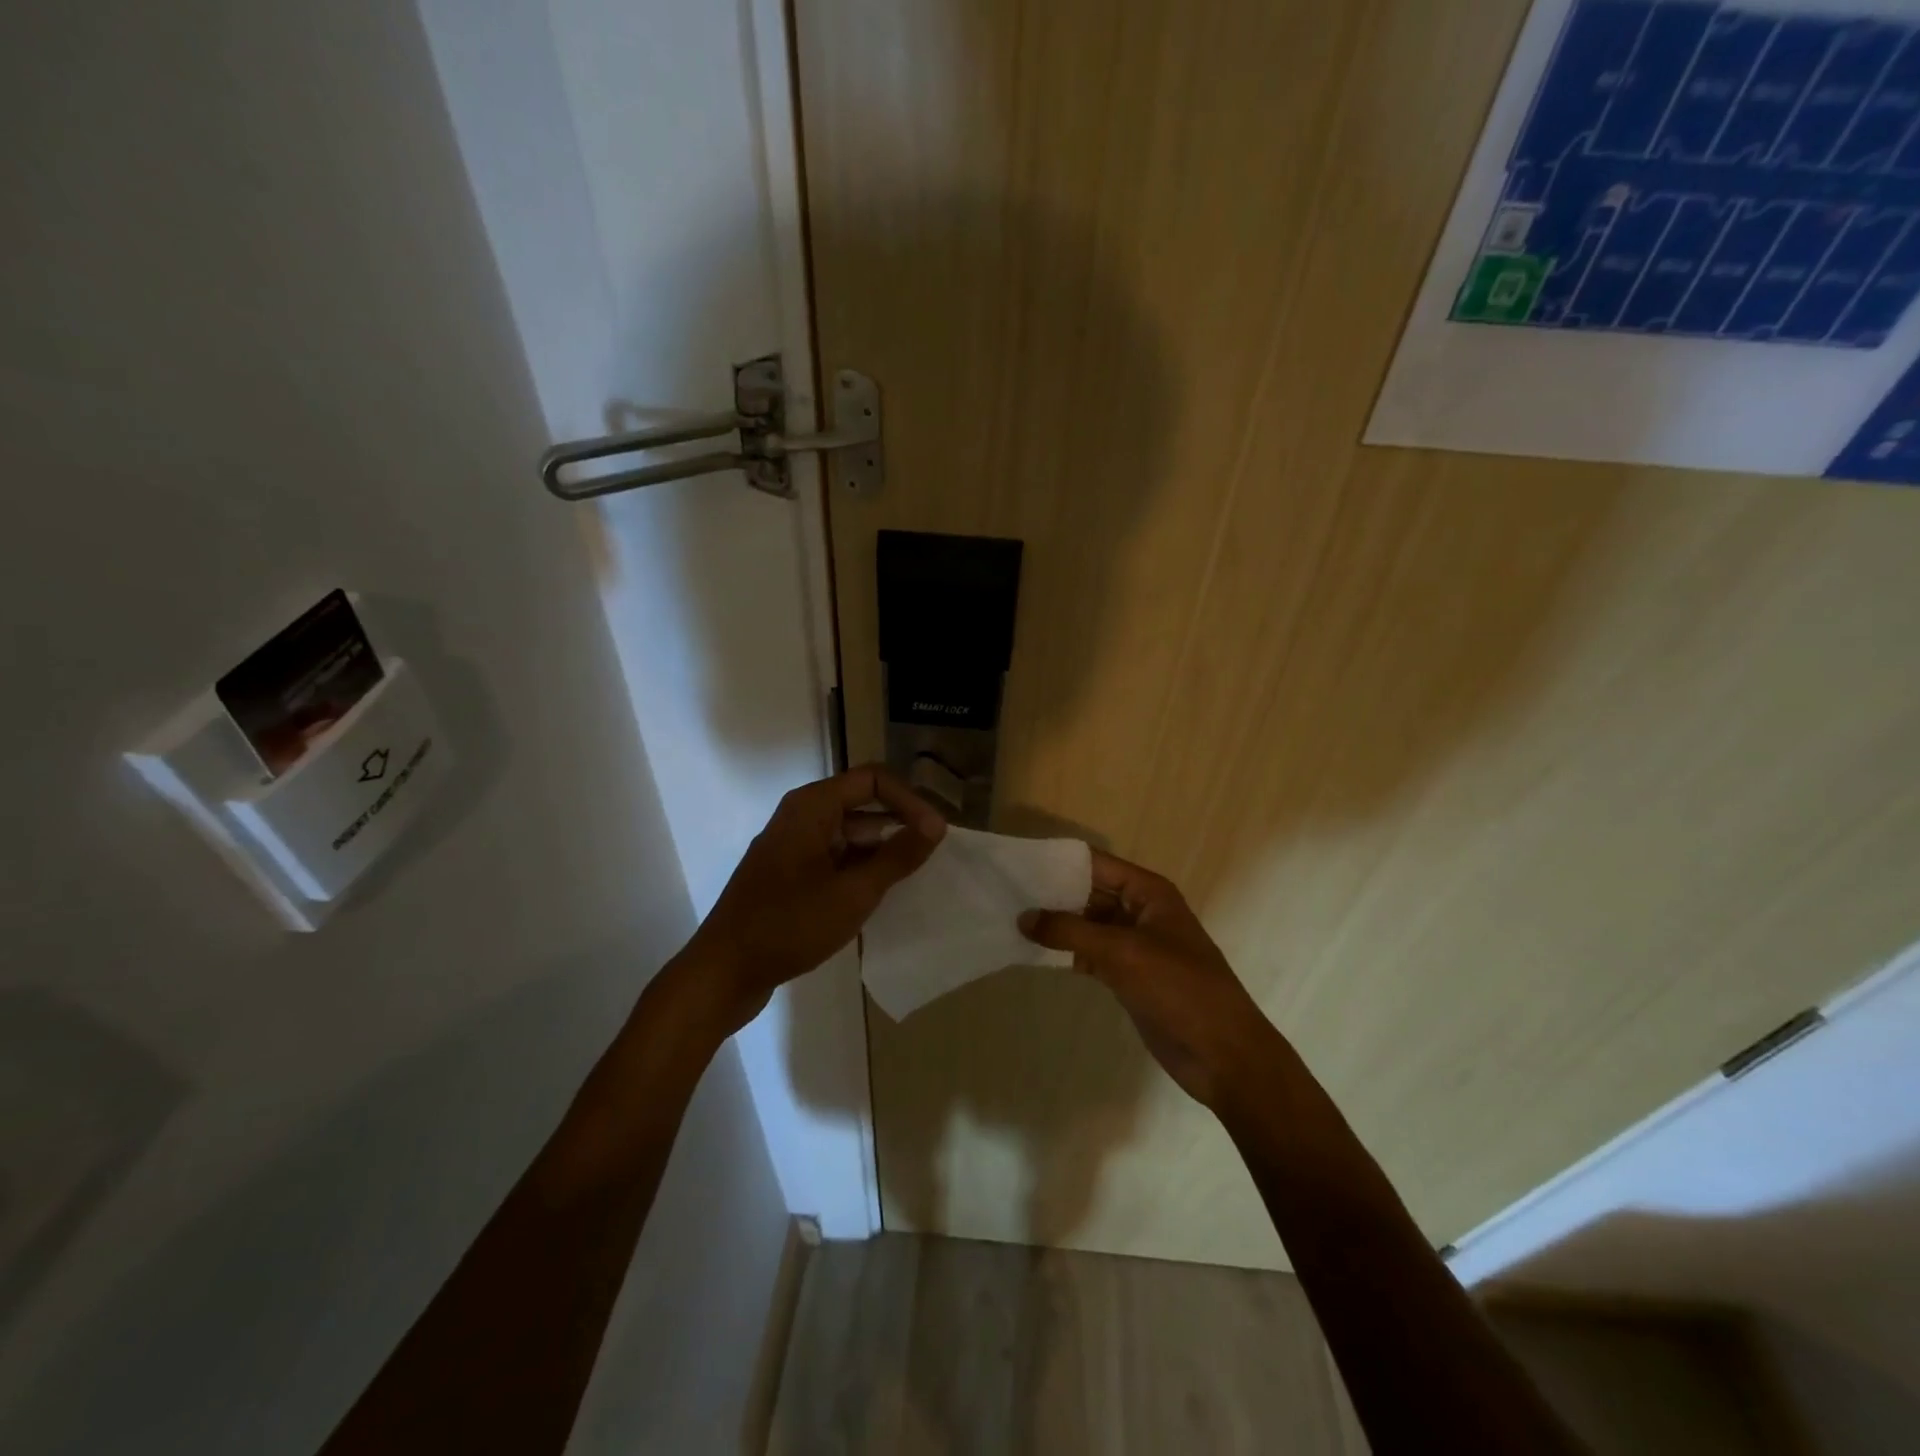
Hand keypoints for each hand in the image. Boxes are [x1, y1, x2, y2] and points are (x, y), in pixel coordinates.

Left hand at [682, 764, 945, 1031]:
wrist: (724, 972)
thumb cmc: (790, 924)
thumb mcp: (853, 892)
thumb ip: (897, 856)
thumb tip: (936, 825)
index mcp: (812, 807)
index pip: (873, 780)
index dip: (910, 800)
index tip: (936, 833)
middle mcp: (801, 816)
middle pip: (861, 803)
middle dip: (900, 822)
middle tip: (934, 852)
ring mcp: (793, 846)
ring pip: (849, 833)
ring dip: (882, 849)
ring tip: (915, 874)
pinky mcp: (790, 874)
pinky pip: (835, 857)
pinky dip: (860, 868)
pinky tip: (881, 893)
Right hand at [1019, 850, 1276, 1107]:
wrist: (1224, 1055)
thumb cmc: (1180, 989)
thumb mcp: (1123, 953)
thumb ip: (1070, 932)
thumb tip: (1023, 917)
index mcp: (1149, 892)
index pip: (1096, 864)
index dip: (1058, 862)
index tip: (1016, 865)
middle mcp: (1140, 911)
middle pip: (1089, 892)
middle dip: (1052, 894)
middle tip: (1004, 895)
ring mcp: (1134, 945)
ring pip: (1087, 924)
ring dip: (1056, 924)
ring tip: (1010, 920)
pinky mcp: (1128, 975)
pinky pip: (1090, 953)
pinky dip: (1066, 952)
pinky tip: (1034, 953)